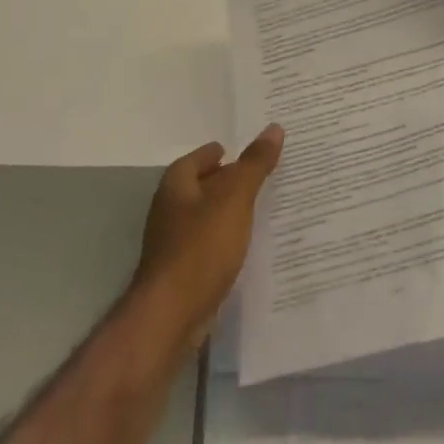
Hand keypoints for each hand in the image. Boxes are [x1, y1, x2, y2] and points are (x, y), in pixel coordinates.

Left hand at [133, 125, 283, 347]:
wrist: (172, 314)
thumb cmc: (201, 247)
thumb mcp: (235, 199)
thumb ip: (254, 165)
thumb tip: (274, 128)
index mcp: (176, 187)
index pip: (198, 158)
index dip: (219, 152)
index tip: (242, 149)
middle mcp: (170, 210)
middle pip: (202, 186)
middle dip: (228, 179)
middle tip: (262, 173)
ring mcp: (174, 242)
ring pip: (207, 215)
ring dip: (230, 209)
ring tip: (264, 204)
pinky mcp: (184, 269)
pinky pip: (211, 241)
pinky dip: (229, 235)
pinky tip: (250, 241)